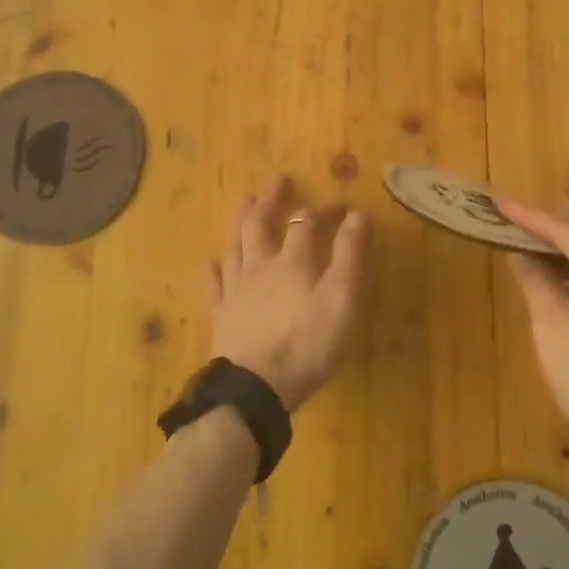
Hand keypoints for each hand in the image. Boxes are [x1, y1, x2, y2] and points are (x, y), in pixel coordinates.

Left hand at [208, 177, 369, 411]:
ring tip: (243, 202)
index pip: (308, 223)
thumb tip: (357, 214)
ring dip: (240, 222)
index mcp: (293, 261)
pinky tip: (211, 262)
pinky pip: (214, 285)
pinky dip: (213, 270)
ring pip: (235, 246)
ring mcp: (235, 291)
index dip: (324, 210)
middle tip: (276, 181)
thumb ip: (350, 254)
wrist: (256, 387)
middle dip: (271, 201)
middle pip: (261, 225)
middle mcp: (260, 266)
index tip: (342, 204)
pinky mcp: (221, 316)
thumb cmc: (308, 343)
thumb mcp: (343, 298)